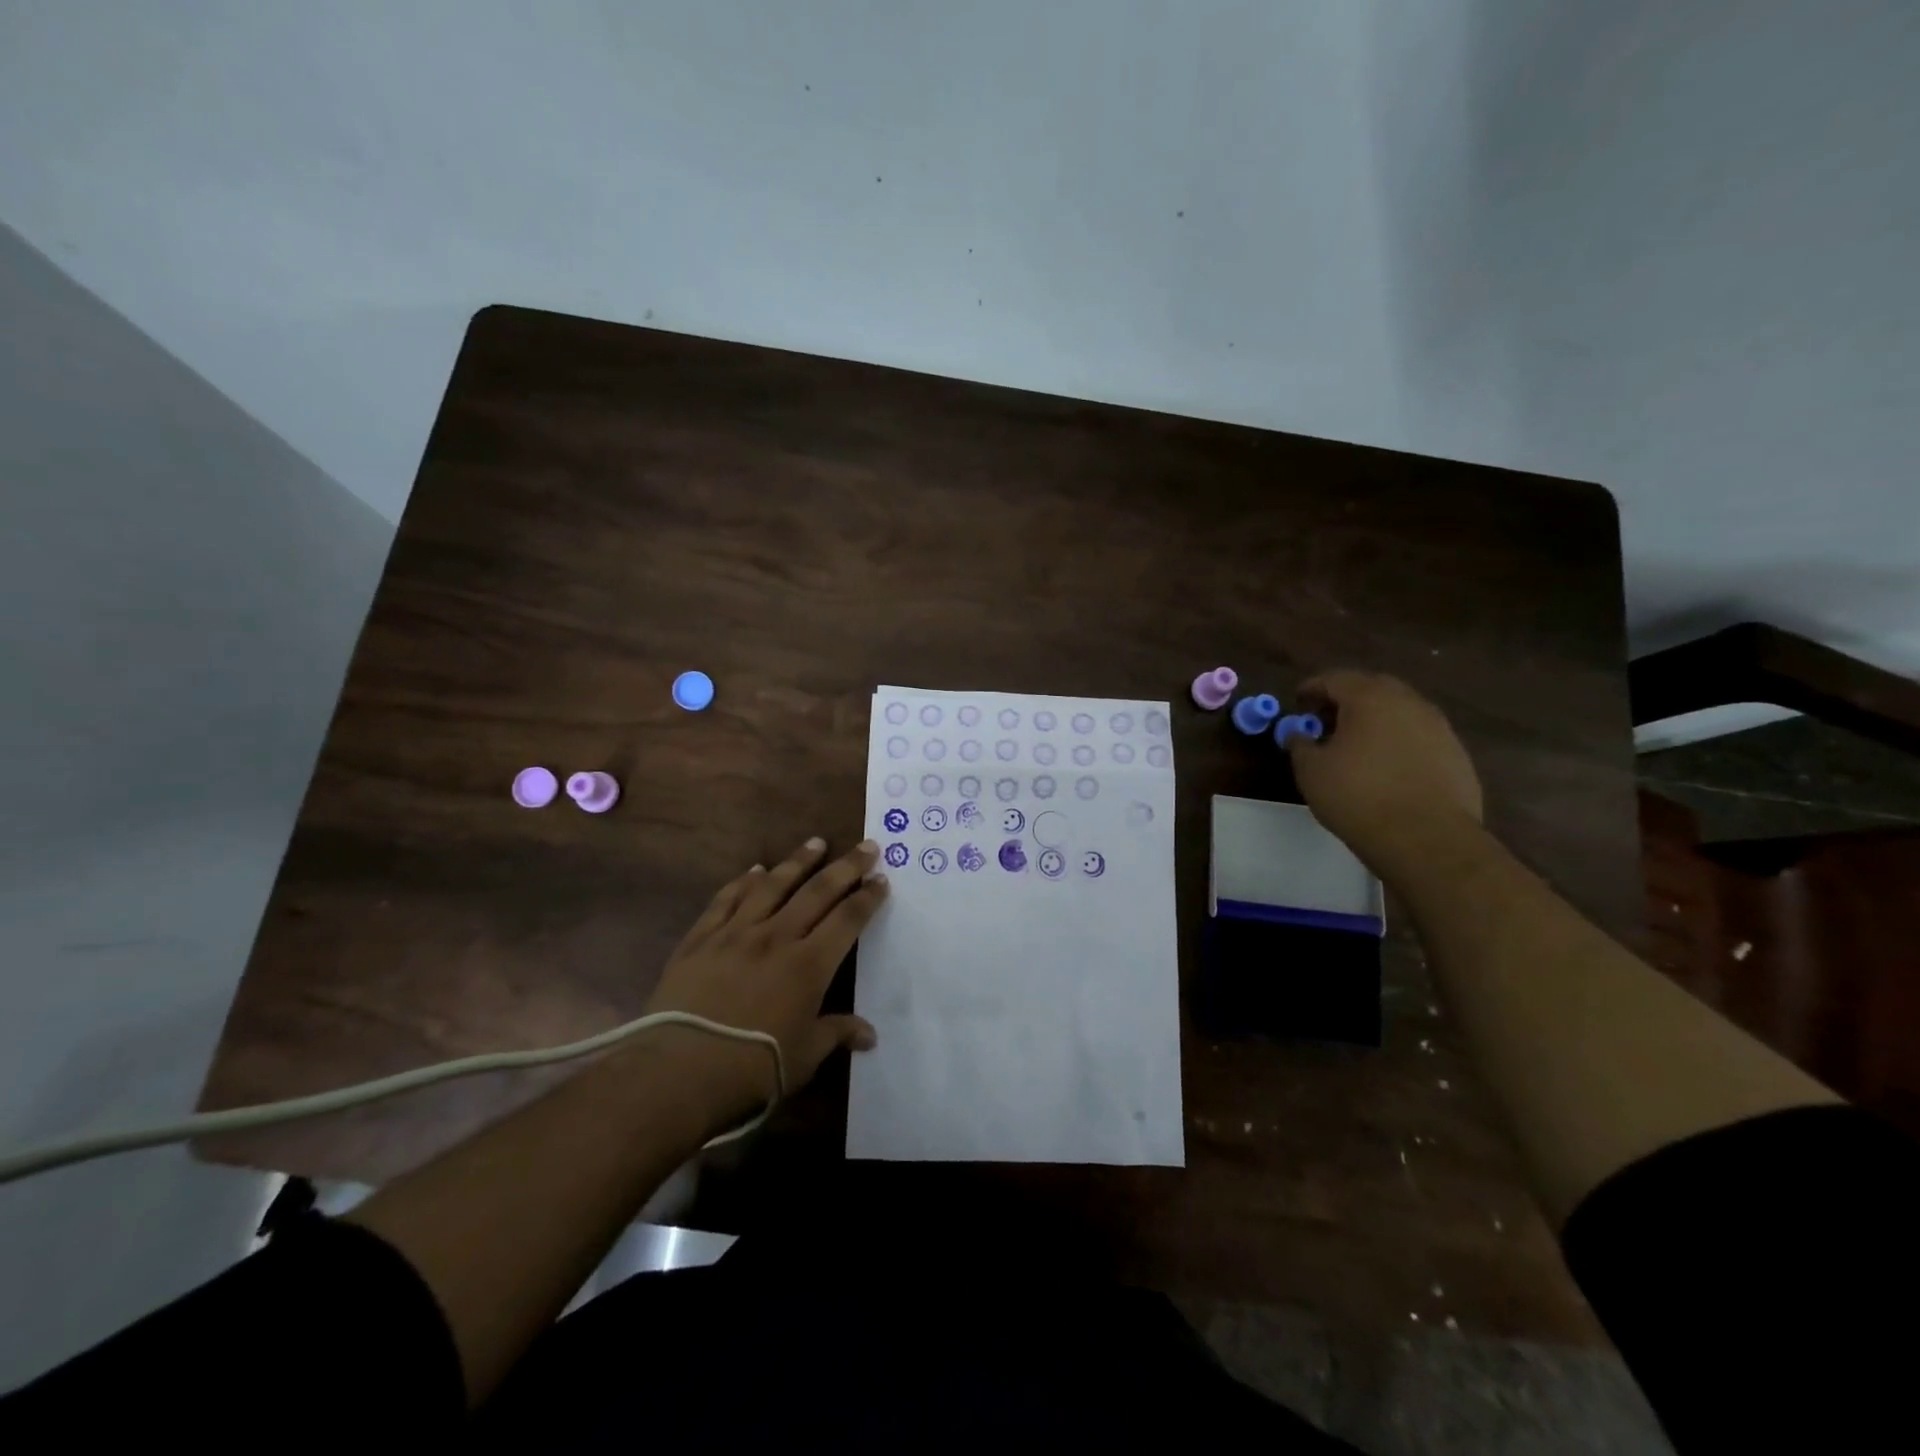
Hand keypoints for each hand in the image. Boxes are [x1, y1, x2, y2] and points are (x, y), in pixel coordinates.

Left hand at [641, 837, 887, 1128]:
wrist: (678, 1070)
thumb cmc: (753, 1068)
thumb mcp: (804, 1056)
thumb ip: (837, 1034)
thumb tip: (869, 1035)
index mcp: (809, 964)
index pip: (847, 919)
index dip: (868, 898)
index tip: (882, 879)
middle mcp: (777, 937)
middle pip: (818, 891)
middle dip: (846, 866)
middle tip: (866, 845)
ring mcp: (736, 933)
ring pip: (773, 885)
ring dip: (798, 861)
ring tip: (816, 842)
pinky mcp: (701, 938)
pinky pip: (727, 899)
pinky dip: (743, 881)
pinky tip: (754, 869)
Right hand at [1286, 671, 1483, 876]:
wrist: (1426, 838)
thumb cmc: (1358, 796)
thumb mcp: (1311, 770)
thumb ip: (1300, 744)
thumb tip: (1299, 735)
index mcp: (1370, 698)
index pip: (1335, 679)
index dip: (1312, 688)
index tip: (1298, 702)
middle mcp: (1409, 702)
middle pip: (1372, 688)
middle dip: (1346, 699)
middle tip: (1326, 720)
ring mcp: (1439, 727)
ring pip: (1400, 711)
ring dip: (1375, 720)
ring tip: (1356, 745)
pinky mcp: (1457, 755)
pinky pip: (1419, 737)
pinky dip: (1398, 742)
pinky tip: (1386, 768)